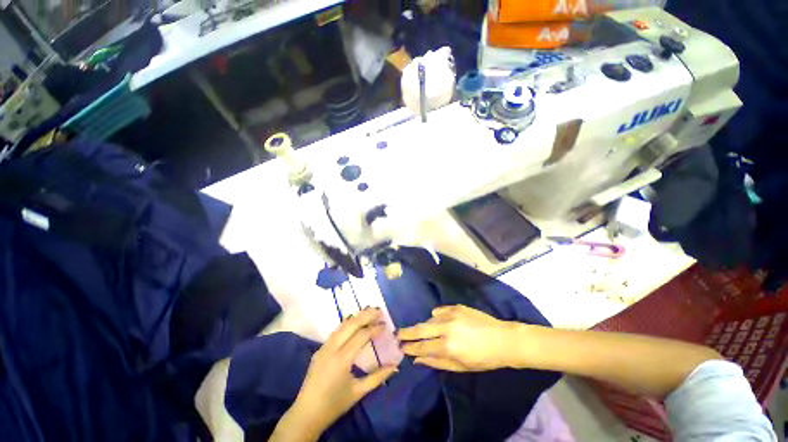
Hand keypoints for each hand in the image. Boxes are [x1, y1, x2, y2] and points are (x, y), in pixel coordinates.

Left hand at [275, 308, 398, 440]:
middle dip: (365, 316)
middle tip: (378, 310)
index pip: (361, 336)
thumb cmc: (334, 405)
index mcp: (341, 360)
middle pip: (350, 325)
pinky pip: (335, 332)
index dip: (374, 329)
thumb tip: (396, 366)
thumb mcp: (358, 392)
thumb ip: (378, 377)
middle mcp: (331, 349)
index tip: (385, 325)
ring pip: (341, 326)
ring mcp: (323, 348)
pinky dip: (347, 324)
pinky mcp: (319, 350)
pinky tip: (353, 321)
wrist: (306, 415)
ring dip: (356, 317)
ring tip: (368, 311)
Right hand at [396, 305, 518, 371]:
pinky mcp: (457, 307)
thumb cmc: (484, 359)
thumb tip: (417, 359)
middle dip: (407, 332)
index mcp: (448, 347)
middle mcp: (447, 328)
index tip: (400, 346)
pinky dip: (437, 316)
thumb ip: (437, 362)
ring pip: (430, 319)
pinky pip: (439, 310)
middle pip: (421, 329)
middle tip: (397, 333)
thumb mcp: (461, 366)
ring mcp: (451, 315)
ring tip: (426, 332)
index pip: (422, 347)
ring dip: (426, 326)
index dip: (410, 347)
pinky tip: (440, 320)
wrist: (503, 339)